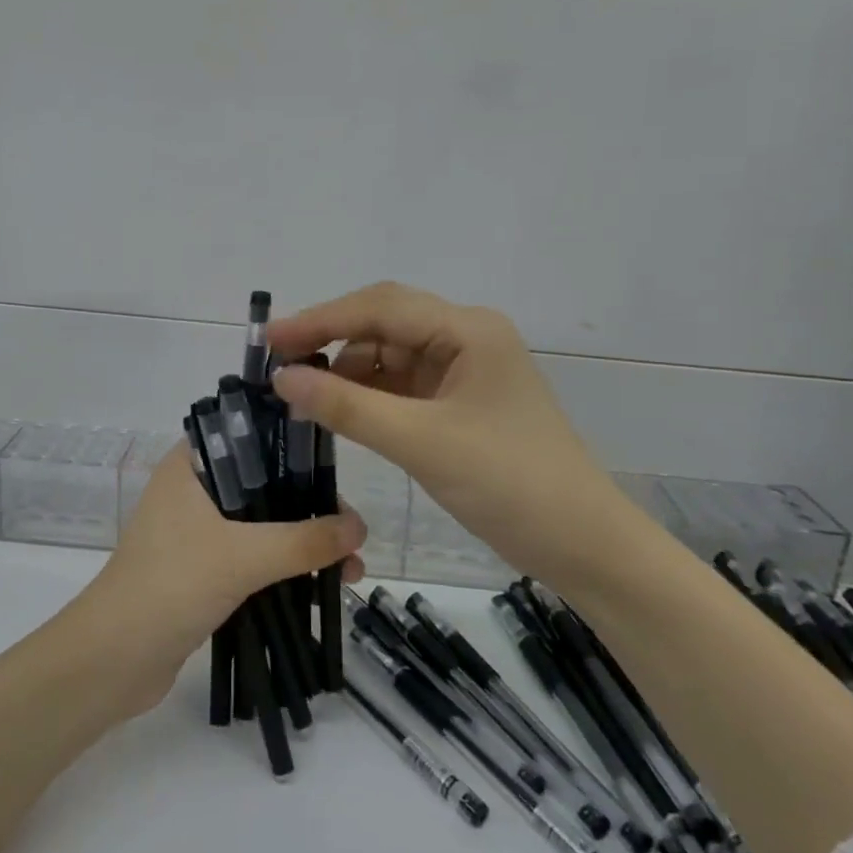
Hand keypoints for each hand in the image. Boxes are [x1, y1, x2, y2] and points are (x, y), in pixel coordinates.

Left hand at [80, 443, 364, 716]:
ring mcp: (196, 531)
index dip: (294, 446)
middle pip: (264, 483)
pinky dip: (285, 566)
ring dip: (304, 542)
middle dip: (311, 506)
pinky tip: (322, 584)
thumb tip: (360, 527)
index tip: (336, 467)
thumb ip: (304, 540)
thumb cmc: (172, 586)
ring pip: (263, 523)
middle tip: (352, 531)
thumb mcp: (243, 557)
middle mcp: (193, 489)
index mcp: (191, 465)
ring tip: (352, 568)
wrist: (113, 661)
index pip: (250, 434)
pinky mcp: (202, 569)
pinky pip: (254, 556)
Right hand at [268, 282, 636, 579]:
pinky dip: (367, 396)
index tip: (269, 341)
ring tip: (302, 396)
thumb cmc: (509, 483)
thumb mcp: (421, 442)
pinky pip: (401, 386)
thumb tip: (282, 378)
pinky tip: (338, 411)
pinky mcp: (458, 403)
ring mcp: (463, 371)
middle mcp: (465, 338)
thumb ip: (348, 406)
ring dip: (347, 371)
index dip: (320, 319)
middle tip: (278, 366)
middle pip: (384, 324)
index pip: (380, 307)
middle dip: (330, 340)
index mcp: (468, 330)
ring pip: (389, 356)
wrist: (583, 546)